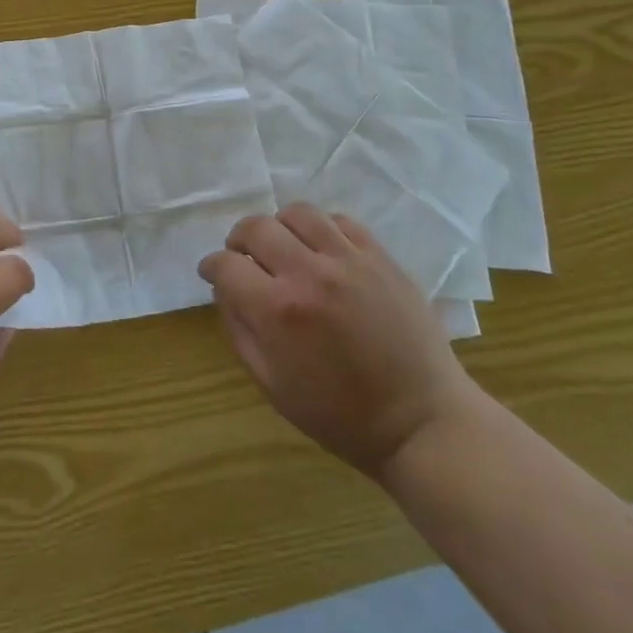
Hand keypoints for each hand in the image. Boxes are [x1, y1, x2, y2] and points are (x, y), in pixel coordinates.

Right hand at [199, 204, 477, 479]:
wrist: (420, 420)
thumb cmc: (340, 413)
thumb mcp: (272, 385)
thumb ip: (239, 330)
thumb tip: (223, 288)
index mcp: (277, 310)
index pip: (225, 264)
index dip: (212, 266)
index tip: (213, 273)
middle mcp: (309, 273)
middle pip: (256, 227)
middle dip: (239, 240)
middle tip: (244, 258)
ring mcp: (348, 260)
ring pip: (297, 213)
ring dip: (279, 227)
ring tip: (284, 248)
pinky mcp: (380, 256)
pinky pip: (340, 221)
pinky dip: (321, 229)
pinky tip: (322, 251)